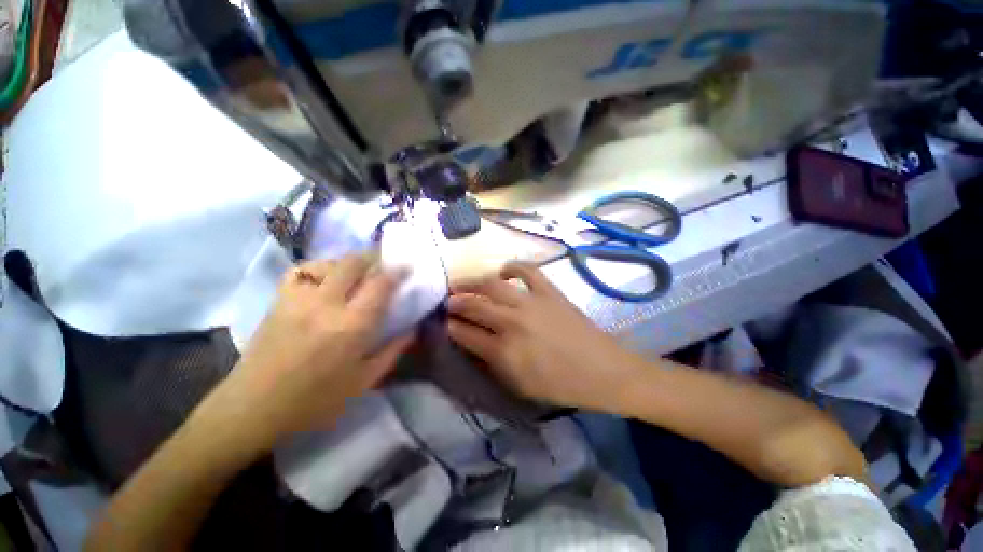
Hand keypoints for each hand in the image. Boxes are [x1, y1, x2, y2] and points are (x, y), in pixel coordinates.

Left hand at [200, 254, 412, 451]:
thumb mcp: (364, 380)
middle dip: (373, 258)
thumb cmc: (316, 400)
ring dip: (349, 263)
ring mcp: (299, 299)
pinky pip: (302, 270)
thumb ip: (393, 351)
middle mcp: (326, 304)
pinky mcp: (280, 300)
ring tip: (357, 273)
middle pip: (353, 263)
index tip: (407, 266)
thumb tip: (413, 328)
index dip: (397, 271)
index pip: (380, 284)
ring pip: (328, 262)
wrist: (254, 407)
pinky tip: (326, 278)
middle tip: (384, 264)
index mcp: (352, 326)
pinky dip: (319, 268)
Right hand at [447, 263, 641, 411]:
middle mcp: (512, 322)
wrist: (602, 370)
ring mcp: (531, 302)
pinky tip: (504, 271)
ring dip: (473, 282)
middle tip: (448, 300)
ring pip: (492, 285)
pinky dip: (513, 267)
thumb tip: (472, 342)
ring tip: (463, 283)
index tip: (445, 322)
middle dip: (455, 302)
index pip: (466, 334)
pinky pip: (527, 270)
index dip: (451, 327)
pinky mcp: (549, 291)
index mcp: (504, 351)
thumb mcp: (519, 385)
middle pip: (474, 306)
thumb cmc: (560, 384)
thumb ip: (491, 363)